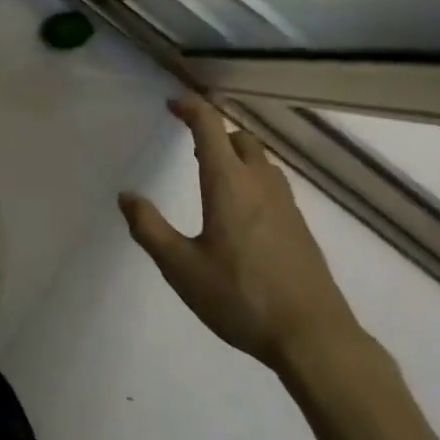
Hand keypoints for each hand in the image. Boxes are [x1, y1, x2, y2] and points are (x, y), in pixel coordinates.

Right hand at [120, 95, 359, 368]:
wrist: (313, 336)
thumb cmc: (241, 297)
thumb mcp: (182, 268)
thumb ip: (150, 229)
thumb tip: (126, 196)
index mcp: (229, 182)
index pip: (209, 125)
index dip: (190, 107)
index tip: (171, 103)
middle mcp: (259, 182)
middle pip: (239, 137)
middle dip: (214, 132)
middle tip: (191, 146)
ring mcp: (285, 202)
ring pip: (259, 159)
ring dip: (235, 154)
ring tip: (214, 176)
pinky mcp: (299, 225)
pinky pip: (272, 182)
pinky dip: (252, 177)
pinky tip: (242, 211)